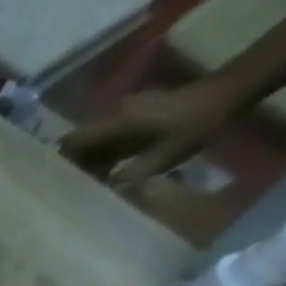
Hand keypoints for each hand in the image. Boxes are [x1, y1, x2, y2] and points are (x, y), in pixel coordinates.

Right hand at [59, 77, 246, 187]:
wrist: (232, 91)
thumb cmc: (197, 123)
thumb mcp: (164, 157)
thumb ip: (129, 177)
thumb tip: (102, 194)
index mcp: (116, 123)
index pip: (72, 141)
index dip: (59, 162)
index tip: (54, 184)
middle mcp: (115, 116)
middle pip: (80, 142)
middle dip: (73, 166)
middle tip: (72, 191)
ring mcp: (127, 114)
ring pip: (95, 142)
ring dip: (90, 163)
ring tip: (91, 187)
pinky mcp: (138, 117)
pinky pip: (110, 139)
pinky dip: (105, 156)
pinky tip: (111, 174)